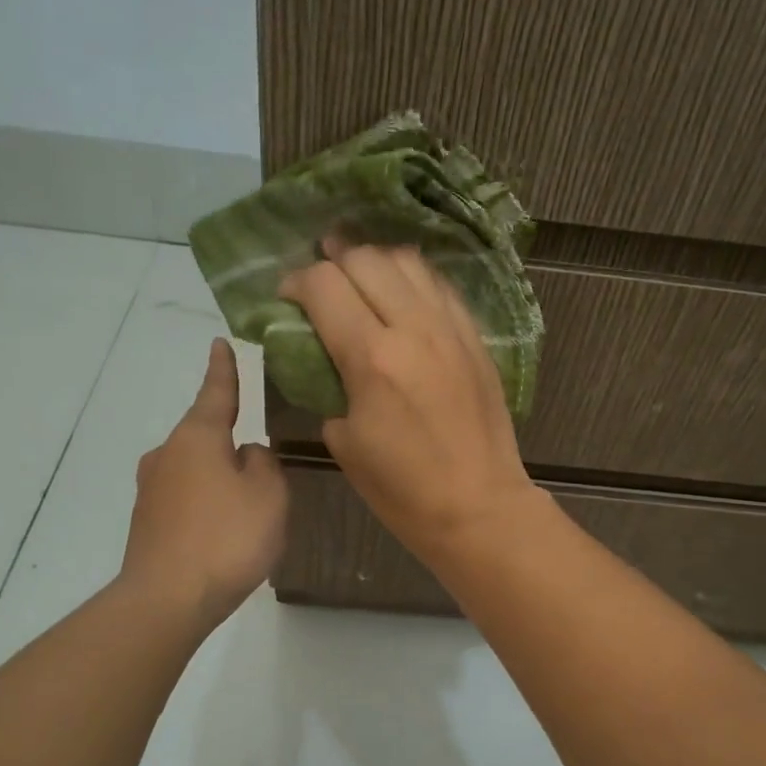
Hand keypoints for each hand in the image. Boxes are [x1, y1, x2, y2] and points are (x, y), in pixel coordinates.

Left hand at [120, 338, 287, 631]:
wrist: (167, 599)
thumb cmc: (227, 536)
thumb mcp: (268, 493)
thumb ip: (264, 463)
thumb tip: (246, 454)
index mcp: (197, 437)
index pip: (216, 392)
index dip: (223, 369)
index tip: (220, 343)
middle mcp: (167, 454)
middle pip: (205, 436)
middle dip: (230, 442)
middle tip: (261, 467)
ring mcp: (151, 489)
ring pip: (196, 471)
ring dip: (220, 479)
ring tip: (248, 511)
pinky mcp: (146, 522)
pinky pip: (186, 500)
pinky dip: (207, 506)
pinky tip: (223, 534)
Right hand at [278, 240, 539, 566]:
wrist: (478, 507)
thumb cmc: (402, 489)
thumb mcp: (344, 441)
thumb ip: (328, 385)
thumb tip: (325, 357)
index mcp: (371, 357)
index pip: (324, 284)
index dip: (296, 282)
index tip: (287, 298)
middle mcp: (414, 328)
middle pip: (365, 259)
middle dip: (333, 261)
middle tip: (321, 283)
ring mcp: (451, 329)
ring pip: (408, 262)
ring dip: (375, 262)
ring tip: (359, 277)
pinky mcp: (476, 338)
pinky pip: (440, 286)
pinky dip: (413, 280)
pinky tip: (402, 294)